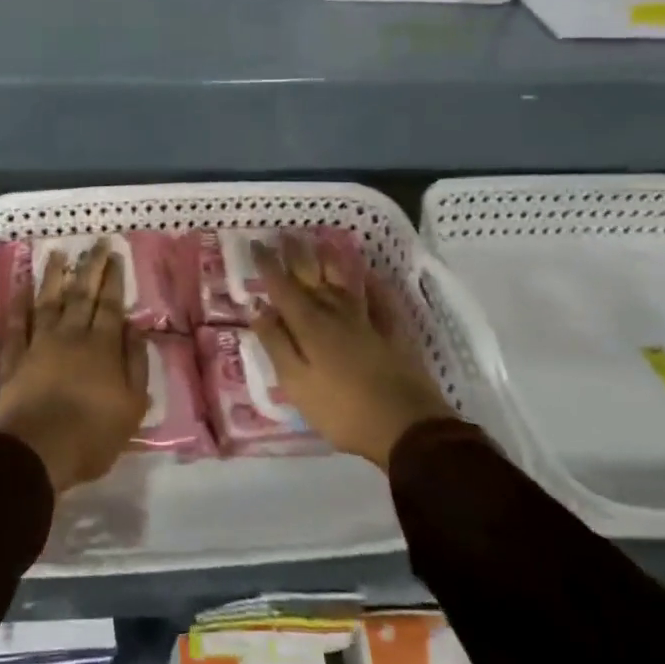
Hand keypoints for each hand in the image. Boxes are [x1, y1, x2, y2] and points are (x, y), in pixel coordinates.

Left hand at [0, 239, 149, 493]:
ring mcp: (39, 344)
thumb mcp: (132, 406)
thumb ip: (136, 364)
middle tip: (96, 243)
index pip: (110, 305)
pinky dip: (18, 305)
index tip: (115, 255)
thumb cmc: (93, 434)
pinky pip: (16, 325)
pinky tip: (20, 289)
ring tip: (57, 253)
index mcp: (102, 347)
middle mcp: (71, 336)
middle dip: (90, 267)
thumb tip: (135, 328)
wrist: (38, 450)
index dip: (113, 279)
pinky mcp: (14, 358)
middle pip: (81, 295)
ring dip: (53, 276)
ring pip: (47, 302)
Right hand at [250, 234, 454, 468]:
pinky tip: (369, 274)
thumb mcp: (296, 383)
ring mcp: (368, 320)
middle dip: (297, 254)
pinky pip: (381, 299)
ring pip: (345, 281)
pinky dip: (373, 284)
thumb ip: (276, 343)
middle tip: (285, 233)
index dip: (268, 264)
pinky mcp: (393, 332)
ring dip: (332, 259)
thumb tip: (258, 308)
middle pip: (313, 276)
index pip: (282, 287)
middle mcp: (336, 313)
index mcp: (309, 325)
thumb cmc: (342, 411)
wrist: (407, 429)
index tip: (256, 243)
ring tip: (322, 241)